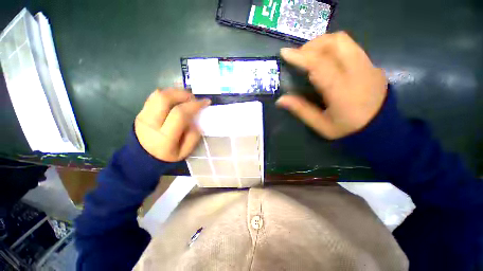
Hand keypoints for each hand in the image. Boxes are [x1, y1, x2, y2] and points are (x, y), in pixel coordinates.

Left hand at [135, 89, 210, 161]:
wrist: (141, 158)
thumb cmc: (167, 156)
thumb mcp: (184, 153)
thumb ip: (193, 137)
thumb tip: (196, 121)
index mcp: (165, 137)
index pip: (180, 113)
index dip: (194, 105)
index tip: (205, 102)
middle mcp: (151, 123)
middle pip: (165, 98)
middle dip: (183, 94)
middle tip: (194, 98)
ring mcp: (143, 116)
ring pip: (158, 94)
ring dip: (175, 92)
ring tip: (186, 98)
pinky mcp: (140, 112)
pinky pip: (154, 97)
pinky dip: (168, 94)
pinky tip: (175, 100)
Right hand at [276, 31, 387, 139]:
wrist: (380, 128)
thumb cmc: (348, 129)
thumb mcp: (321, 125)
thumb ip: (301, 110)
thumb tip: (280, 100)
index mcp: (341, 90)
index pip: (319, 64)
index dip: (300, 56)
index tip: (285, 52)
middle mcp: (357, 71)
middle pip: (335, 43)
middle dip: (312, 45)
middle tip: (300, 56)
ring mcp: (367, 65)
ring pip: (344, 41)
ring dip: (323, 43)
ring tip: (311, 55)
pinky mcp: (371, 65)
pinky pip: (350, 47)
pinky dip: (333, 48)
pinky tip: (326, 60)